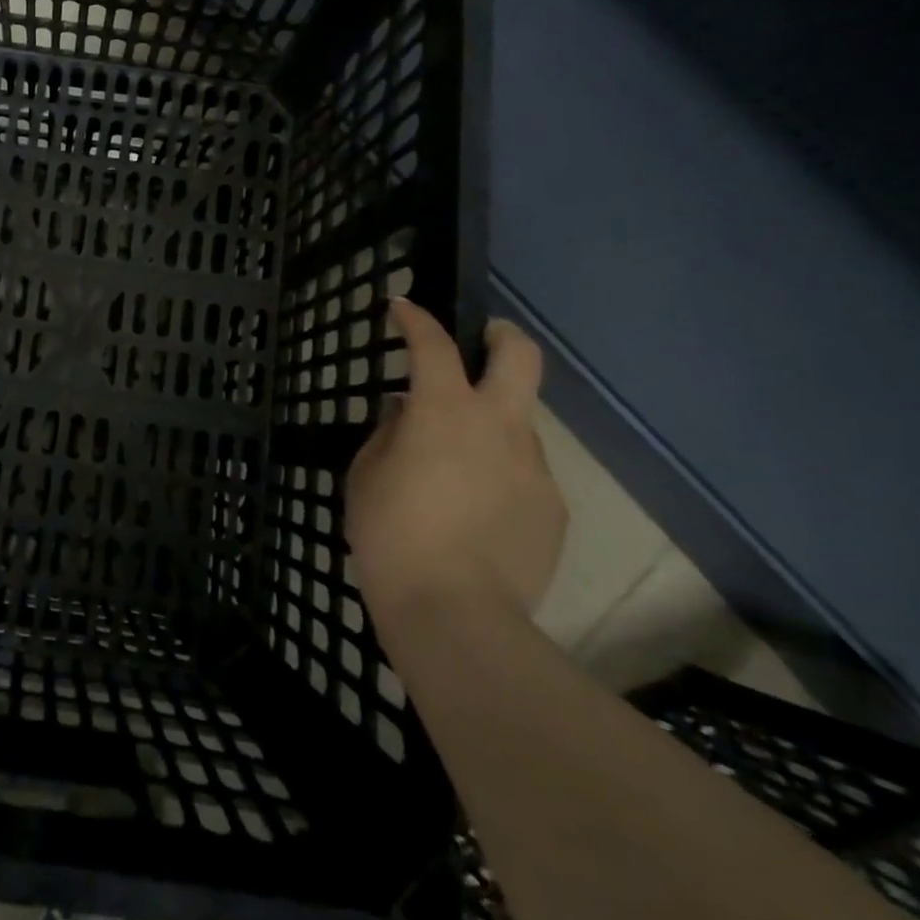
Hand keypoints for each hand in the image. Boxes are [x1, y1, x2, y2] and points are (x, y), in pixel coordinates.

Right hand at [346, 298, 566, 628]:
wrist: (455, 612)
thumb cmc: (391, 534)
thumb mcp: (366, 475)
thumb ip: (388, 433)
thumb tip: (405, 412)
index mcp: (445, 412)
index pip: (432, 345)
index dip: (416, 318)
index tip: (401, 307)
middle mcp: (499, 426)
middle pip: (520, 355)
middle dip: (499, 335)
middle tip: (480, 340)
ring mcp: (533, 467)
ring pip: (519, 421)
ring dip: (491, 422)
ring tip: (458, 463)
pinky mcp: (552, 507)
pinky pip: (524, 471)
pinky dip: (500, 472)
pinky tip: (477, 509)